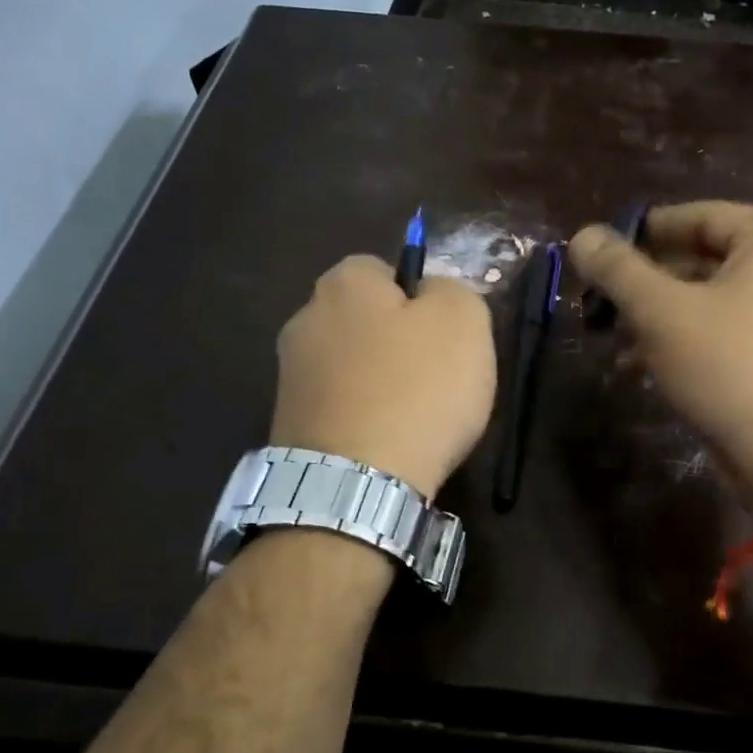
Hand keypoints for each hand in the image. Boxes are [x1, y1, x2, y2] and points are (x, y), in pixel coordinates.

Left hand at [271, 256, 495, 499]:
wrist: (357, 483)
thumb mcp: (464, 321)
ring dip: (377, 383)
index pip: (383, 269)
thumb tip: (431, 294)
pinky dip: (361, 418)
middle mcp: (305, 319)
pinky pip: (338, 407)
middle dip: (395, 341)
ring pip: (350, 366)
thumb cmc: (418, 390)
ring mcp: (290, 376)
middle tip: (434, 377)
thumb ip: (452, 290)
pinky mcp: (288, 424)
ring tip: (412, 419)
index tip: (442, 336)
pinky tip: (385, 443)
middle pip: (363, 320)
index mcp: (343, 283)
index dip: (419, 298)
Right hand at [568, 202, 752, 515]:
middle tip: (598, 304)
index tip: (598, 253)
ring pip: (710, 299)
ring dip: (657, 318)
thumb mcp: (662, 313)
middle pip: (702, 259)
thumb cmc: (729, 368)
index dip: (641, 233)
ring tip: (611, 342)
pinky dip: (685, 341)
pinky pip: (728, 329)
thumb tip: (582, 234)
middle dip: (644, 286)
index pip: (697, 216)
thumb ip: (618, 269)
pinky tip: (639, 367)